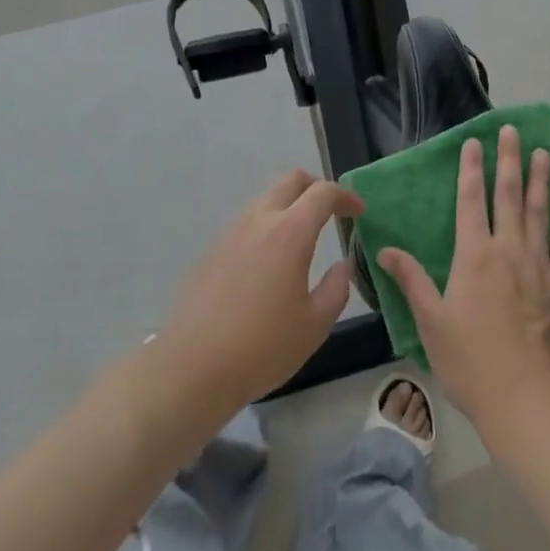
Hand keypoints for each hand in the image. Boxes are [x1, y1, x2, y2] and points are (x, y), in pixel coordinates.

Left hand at [161, 169, 363, 407]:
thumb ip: (336, 289)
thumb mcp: (315, 325)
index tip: (358, 212)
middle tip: (331, 211)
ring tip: (301, 239)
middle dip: (316, 187)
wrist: (191, 369)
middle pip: (290, 180)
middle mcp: (259, 222)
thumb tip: (341, 266)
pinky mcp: (210, 253)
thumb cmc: (262, 348)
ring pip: (265, 200)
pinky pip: (245, 226)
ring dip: (288, 207)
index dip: (345, 196)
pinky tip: (267, 266)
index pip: (323, 193)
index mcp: (290, 233)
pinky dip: (265, 230)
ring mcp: (230, 235)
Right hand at [379, 125, 549, 426]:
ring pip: (540, 213)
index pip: (472, 200)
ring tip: (544, 154)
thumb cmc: (470, 360)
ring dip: (541, 181)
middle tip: (513, 130)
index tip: (476, 142)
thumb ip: (412, 281)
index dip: (472, 169)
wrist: (525, 397)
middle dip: (509, 160)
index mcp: (474, 256)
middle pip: (509, 195)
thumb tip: (385, 249)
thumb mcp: (431, 322)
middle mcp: (508, 250)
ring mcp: (538, 266)